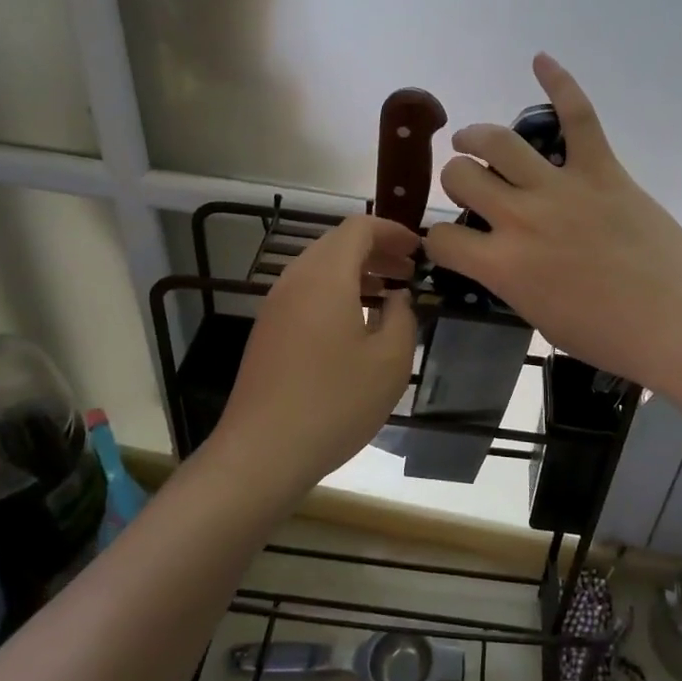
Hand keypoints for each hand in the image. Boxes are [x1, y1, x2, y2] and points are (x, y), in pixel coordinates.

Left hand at [214, 215, 418, 495]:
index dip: (392, 231)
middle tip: (409, 271)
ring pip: (320, 268)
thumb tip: (397, 298)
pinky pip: (307, 292)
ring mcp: (276, 305)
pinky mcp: (268, 330)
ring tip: (389, 295)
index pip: (359, 228)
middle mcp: (295, 279)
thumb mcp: (389, 362)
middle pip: (337, 244)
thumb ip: (402, 318)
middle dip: (377, 251)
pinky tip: (356, 324)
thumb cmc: (335, 402)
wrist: (262, 451)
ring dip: (356, 272)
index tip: (419, 249)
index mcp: (325, 276)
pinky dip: (336, 292)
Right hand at [422, 55, 681, 395]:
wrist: (678, 323)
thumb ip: (508, 280)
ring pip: (499, 141)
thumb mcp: (538, 317)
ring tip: (472, 138)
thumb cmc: (608, 336)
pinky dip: (559, 83)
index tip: (451, 241)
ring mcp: (561, 188)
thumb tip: (497, 257)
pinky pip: (577, 116)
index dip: (439, 239)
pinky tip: (540, 60)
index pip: (442, 238)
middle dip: (455, 178)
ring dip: (476, 135)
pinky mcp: (601, 169)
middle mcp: (520, 218)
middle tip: (469, 184)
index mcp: (502, 265)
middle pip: (461, 176)